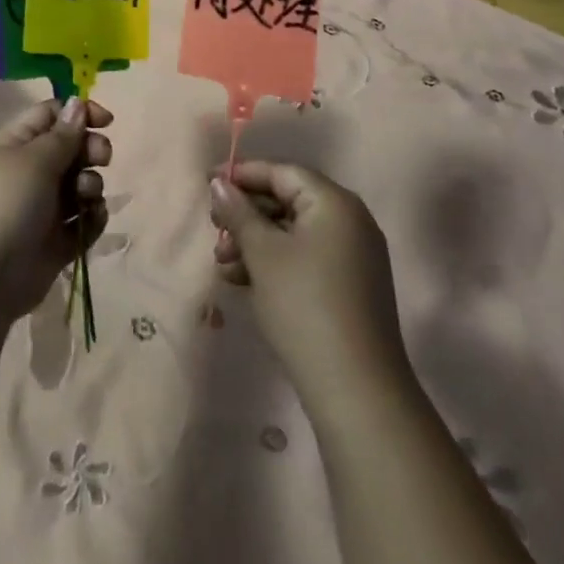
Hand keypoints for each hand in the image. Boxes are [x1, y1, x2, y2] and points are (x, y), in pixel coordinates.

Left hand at [0, 97, 111, 318]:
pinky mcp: (57, 240)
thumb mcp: (35, 159)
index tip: (106, 121)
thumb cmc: (6, 203)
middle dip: (91, 149)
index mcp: (16, 144)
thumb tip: (78, 103)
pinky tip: (92, 218)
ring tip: (85, 196)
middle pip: (71, 148)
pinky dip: (92, 217)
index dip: (79, 113)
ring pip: (81, 183)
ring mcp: (44, 207)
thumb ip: (63, 134)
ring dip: (91, 184)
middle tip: (102, 158)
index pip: (52, 115)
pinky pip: (84, 219)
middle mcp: (30, 171)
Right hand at [209, 162, 410, 398]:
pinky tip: (242, 282)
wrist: (357, 392)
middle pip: (287, 200)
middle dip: (246, 215)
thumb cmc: (304, 306)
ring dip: (254, 243)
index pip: (282, 172)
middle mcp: (349, 220)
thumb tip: (219, 182)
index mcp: (334, 202)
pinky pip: (305, 258)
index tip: (206, 182)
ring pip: (293, 233)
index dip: (242, 174)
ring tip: (222, 265)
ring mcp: (353, 256)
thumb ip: (238, 212)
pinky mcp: (349, 287)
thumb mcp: (263, 253)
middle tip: (213, 230)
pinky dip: (274, 264)